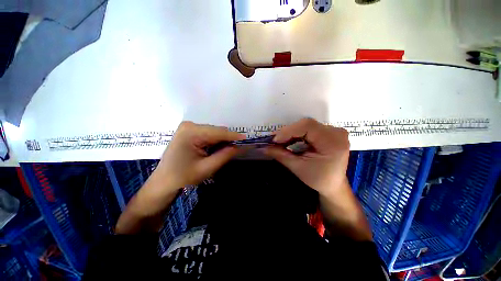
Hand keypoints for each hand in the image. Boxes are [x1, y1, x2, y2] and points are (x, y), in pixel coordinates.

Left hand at [116, 121, 245, 233]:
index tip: (247, 139)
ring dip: (222, 140)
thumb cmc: (183, 176)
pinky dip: (215, 141)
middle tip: (238, 147)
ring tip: (229, 149)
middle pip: (216, 130)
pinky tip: (218, 148)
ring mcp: (188, 128)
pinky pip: (208, 134)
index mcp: (191, 132)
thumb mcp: (207, 167)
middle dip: (228, 139)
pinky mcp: (189, 132)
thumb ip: (225, 155)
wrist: (163, 182)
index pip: (219, 132)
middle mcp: (190, 125)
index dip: (234, 136)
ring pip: (213, 132)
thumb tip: (239, 146)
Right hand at [265, 118, 349, 195]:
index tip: (274, 140)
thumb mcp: (297, 167)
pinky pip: (310, 129)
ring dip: (291, 133)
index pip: (308, 126)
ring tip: (280, 141)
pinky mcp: (330, 132)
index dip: (288, 130)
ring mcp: (334, 131)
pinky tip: (290, 140)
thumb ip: (280, 155)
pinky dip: (297, 134)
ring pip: (306, 125)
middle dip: (288, 132)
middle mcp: (336, 133)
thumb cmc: (318, 179)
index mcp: (333, 142)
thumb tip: (263, 147)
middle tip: (274, 141)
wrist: (333, 185)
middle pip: (306, 125)